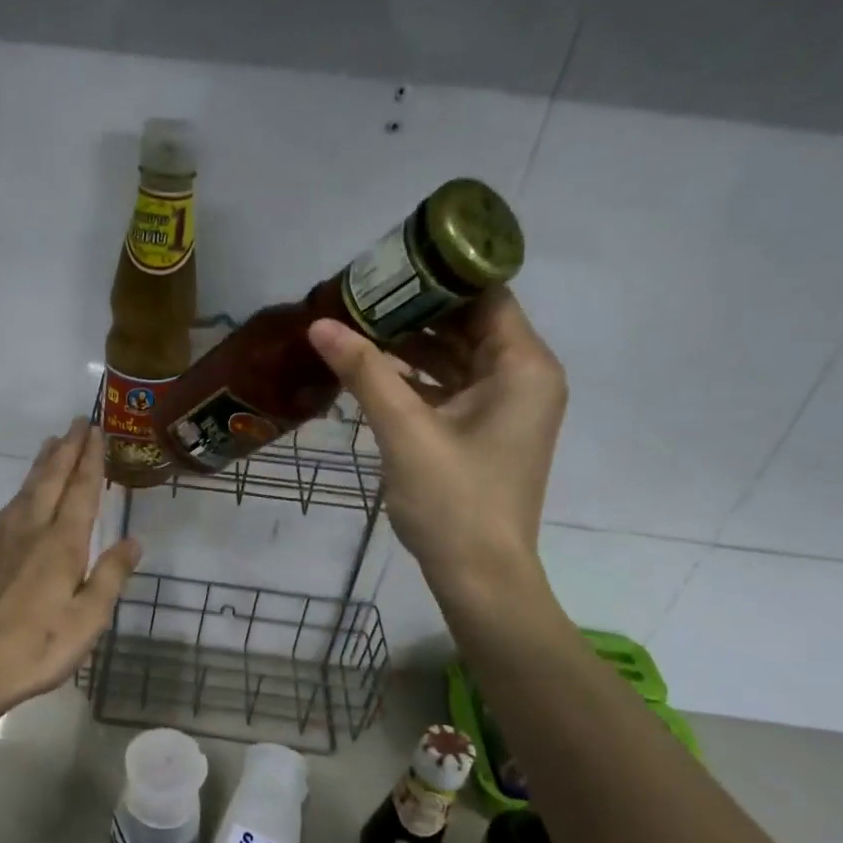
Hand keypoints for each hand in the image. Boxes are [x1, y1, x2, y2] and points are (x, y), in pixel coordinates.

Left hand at [0, 420, 140, 716]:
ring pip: (26, 490)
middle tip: (77, 422)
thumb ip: (111, 575)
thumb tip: (133, 540)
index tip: (97, 432)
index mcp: (61, 543)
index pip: (81, 490)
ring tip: (51, 444)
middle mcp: (32, 531)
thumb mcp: (90, 617)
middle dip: (66, 449)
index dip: (91, 460)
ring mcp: (3, 541)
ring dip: (42, 464)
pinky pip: (8, 509)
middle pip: (51, 480)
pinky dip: (21, 491)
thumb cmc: (40, 645)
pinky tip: (20, 497)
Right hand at [308, 291, 566, 617]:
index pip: (484, 294)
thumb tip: (318, 324)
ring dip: (412, 343)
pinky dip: (418, 377)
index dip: (437, 276)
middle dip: (416, 309)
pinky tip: (373, 368)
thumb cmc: (453, 500)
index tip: (385, 266)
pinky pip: (451, 387)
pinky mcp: (486, 431)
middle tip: (359, 294)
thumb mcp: (404, 430)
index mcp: (522, 366)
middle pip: (470, 323)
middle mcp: (523, 377)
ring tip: (357, 324)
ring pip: (457, 356)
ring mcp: (506, 406)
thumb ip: (364, 372)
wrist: (479, 576)